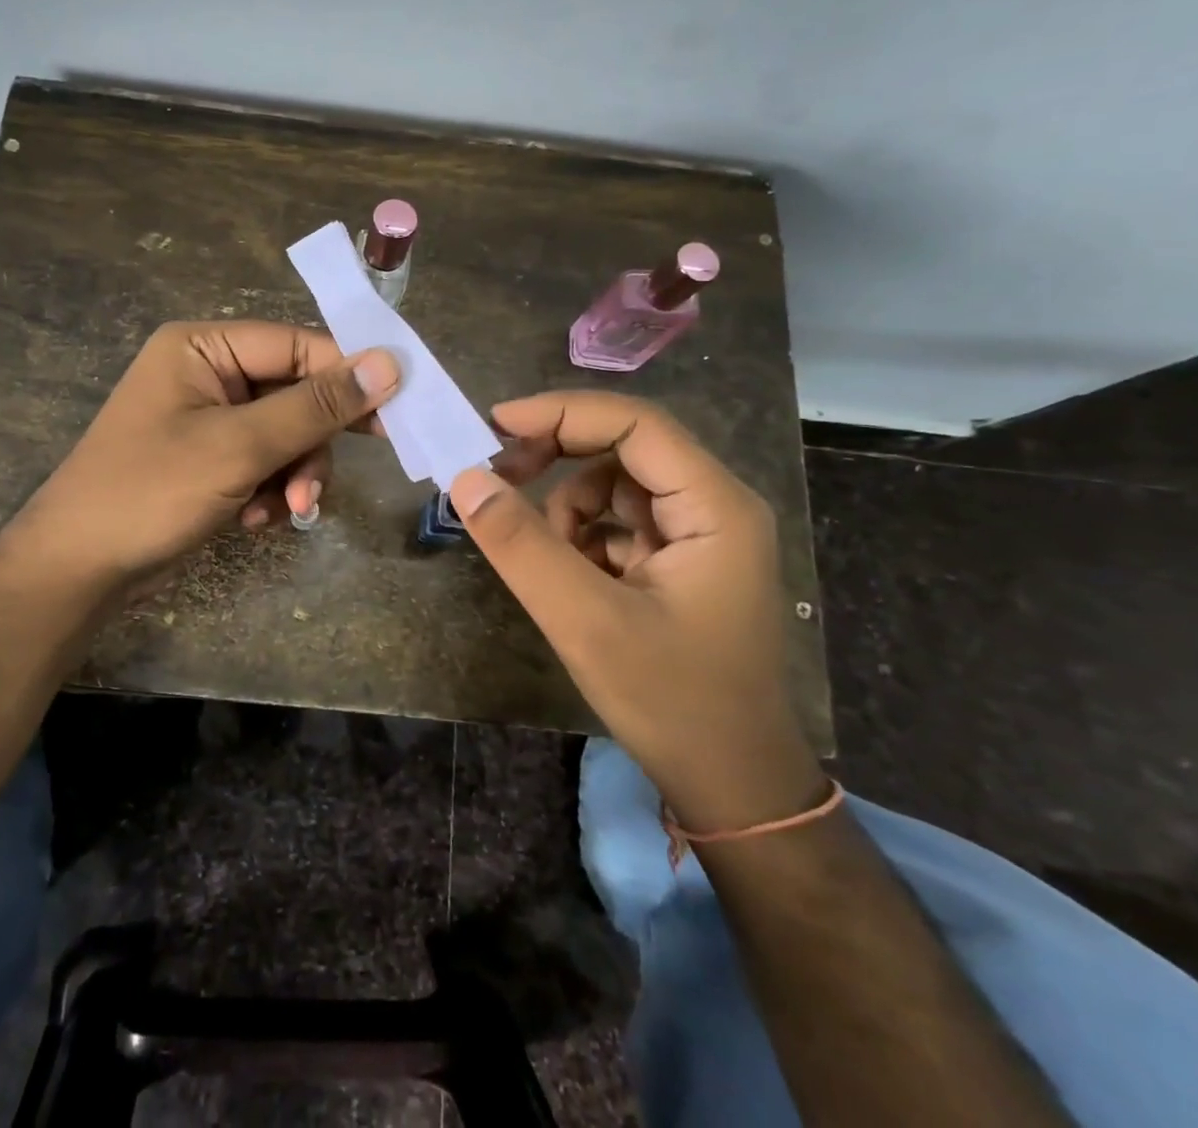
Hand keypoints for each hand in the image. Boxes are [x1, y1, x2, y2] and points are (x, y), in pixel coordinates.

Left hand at [12, 320, 398, 591]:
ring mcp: (209, 419)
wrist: (79, 569)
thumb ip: (315, 406)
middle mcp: (207, 373)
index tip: (398, 406)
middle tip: (324, 483)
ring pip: (287, 435)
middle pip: (295, 394)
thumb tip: (389, 364)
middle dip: (310, 445)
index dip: (348, 374)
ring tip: (281, 511)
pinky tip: (251, 520)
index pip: (296, 346)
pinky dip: (269, 492)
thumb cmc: (151, 492)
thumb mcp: (239, 446)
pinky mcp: (211, 459)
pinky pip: (266, 463)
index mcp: (203, 346)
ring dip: (293, 475)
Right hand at [449, 392, 823, 832]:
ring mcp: (699, 534)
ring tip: (548, 564)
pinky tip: (572, 583)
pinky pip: (616, 524)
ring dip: (567, 510)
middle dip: (557, 458)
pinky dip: (581, 540)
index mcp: (714, 506)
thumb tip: (464, 479)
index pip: (635, 423)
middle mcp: (714, 506)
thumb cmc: (672, 702)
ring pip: (613, 486)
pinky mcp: (680, 562)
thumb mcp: (585, 622)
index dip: (562, 413)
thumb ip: (522, 546)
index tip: (495, 426)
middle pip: (623, 447)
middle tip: (498, 478)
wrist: (733, 785)